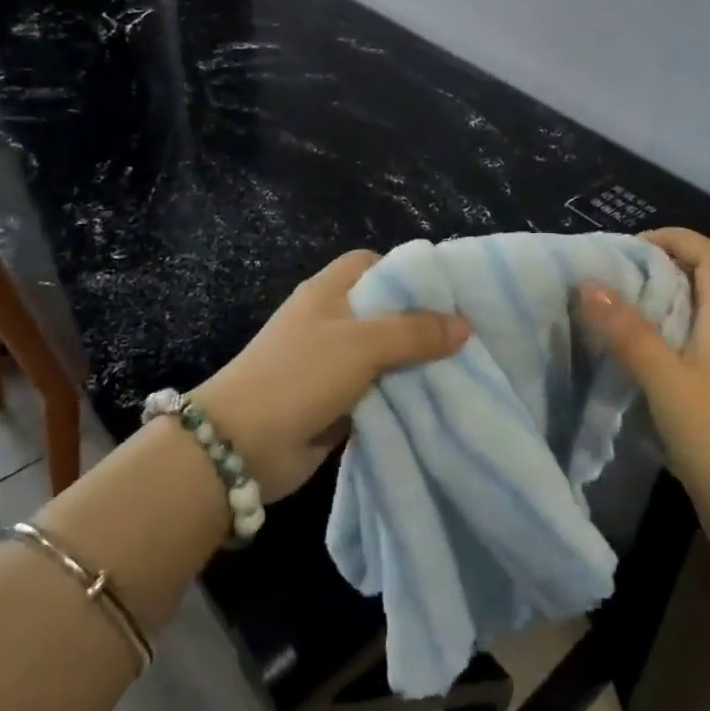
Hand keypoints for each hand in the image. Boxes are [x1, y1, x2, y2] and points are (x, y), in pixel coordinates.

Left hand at [193, 250, 468, 500]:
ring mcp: (331, 363)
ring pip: (384, 355)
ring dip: (415, 364)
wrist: (240, 446)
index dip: (406, 272)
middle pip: (384, 311)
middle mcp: (331, 321)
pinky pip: (378, 391)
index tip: (447, 291)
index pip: (372, 264)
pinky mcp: (335, 402)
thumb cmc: (300, 375)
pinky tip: (438, 402)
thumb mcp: (363, 343)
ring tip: (465, 369)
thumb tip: (464, 325)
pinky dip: (401, 396)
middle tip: (469, 334)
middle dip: (421, 323)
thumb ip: (415, 332)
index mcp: (329, 291)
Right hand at [578, 228, 709, 549]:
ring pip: (680, 321)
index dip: (676, 239)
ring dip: (644, 309)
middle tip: (603, 276)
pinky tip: (613, 361)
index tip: (629, 246)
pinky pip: (671, 357)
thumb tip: (589, 284)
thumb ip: (629, 333)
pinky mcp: (704, 404)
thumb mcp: (668, 381)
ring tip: (599, 311)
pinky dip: (643, 347)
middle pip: (694, 284)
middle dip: (651, 270)